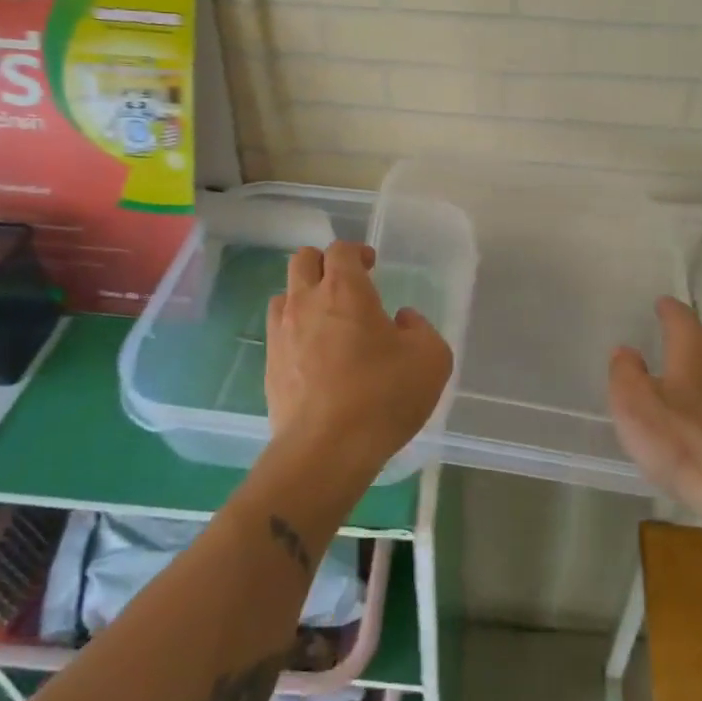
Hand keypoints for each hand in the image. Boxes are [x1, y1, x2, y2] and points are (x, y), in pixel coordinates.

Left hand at [265, 242, 452, 485]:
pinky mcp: (270, 367)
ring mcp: (282, 334)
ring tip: (327, 320)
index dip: (357, 252)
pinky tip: (315, 356)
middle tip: (347, 285)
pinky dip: (295, 332)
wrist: (325, 450)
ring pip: (284, 294)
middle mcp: (306, 302)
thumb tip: (402, 321)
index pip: (341, 249)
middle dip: (324, 264)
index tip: (372, 266)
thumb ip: (421, 329)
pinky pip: (279, 333)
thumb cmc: (383, 395)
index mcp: (345, 290)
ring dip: (304, 296)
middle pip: (303, 260)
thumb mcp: (431, 359)